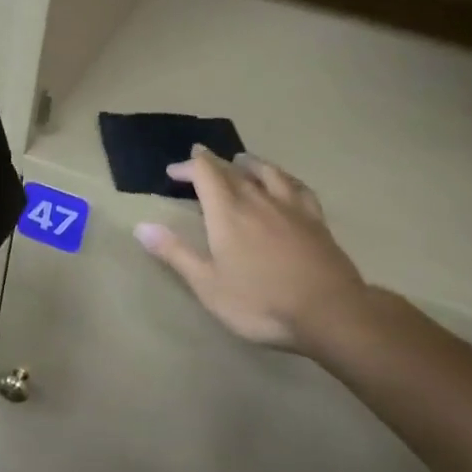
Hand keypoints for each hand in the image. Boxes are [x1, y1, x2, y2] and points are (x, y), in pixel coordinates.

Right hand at [134, 147, 369, 357]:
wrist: (330, 311)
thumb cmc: (260, 302)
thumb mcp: (208, 285)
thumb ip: (175, 253)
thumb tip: (141, 226)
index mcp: (228, 213)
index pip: (205, 174)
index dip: (187, 167)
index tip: (172, 173)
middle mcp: (258, 200)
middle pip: (233, 170)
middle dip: (212, 163)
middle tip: (198, 162)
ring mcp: (291, 208)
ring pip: (268, 173)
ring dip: (249, 163)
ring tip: (241, 160)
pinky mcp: (316, 220)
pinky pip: (297, 188)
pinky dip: (284, 178)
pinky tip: (285, 183)